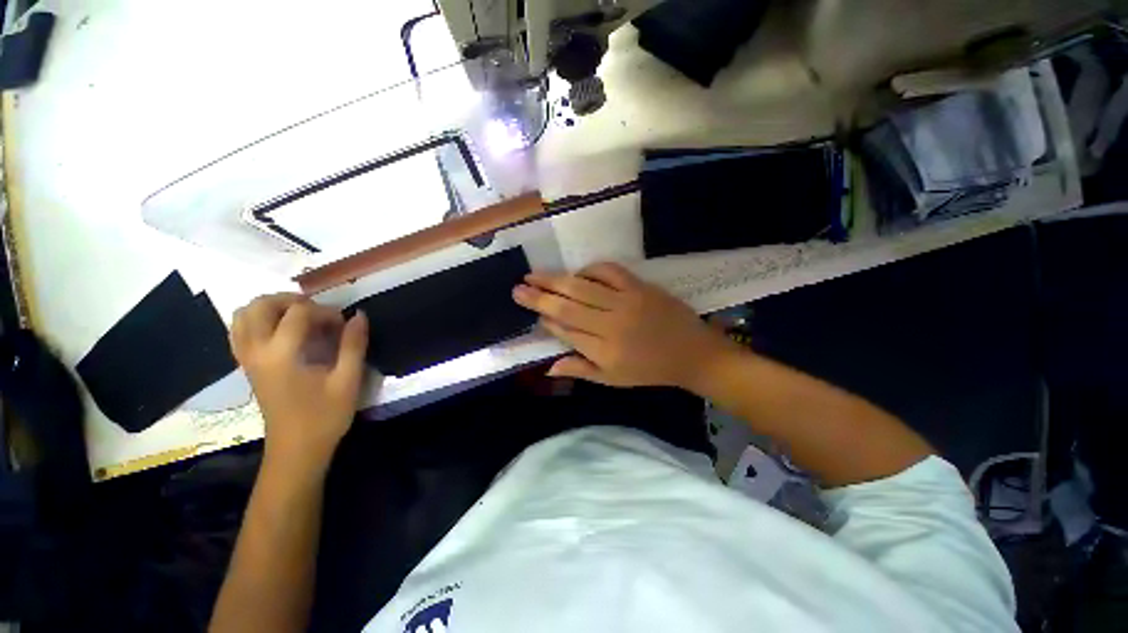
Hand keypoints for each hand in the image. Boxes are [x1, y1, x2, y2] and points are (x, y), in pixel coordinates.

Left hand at [230, 294, 368, 471]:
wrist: (296, 450)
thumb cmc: (324, 416)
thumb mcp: (347, 381)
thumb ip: (353, 345)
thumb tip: (359, 315)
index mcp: (281, 355)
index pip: (298, 313)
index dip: (325, 311)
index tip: (344, 324)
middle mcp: (256, 352)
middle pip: (260, 305)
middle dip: (291, 300)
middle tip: (318, 312)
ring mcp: (247, 359)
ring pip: (244, 315)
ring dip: (271, 307)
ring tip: (299, 317)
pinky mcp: (247, 366)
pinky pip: (241, 331)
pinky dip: (258, 321)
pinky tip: (283, 331)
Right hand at [512, 263, 734, 389]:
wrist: (691, 353)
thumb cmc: (649, 370)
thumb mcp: (613, 379)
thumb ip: (580, 370)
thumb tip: (548, 368)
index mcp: (603, 351)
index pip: (565, 331)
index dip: (545, 320)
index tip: (530, 310)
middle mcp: (610, 324)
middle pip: (567, 307)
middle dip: (539, 297)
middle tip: (517, 288)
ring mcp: (625, 302)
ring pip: (582, 287)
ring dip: (555, 279)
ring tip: (534, 274)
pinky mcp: (639, 287)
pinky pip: (609, 271)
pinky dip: (590, 269)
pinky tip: (578, 272)